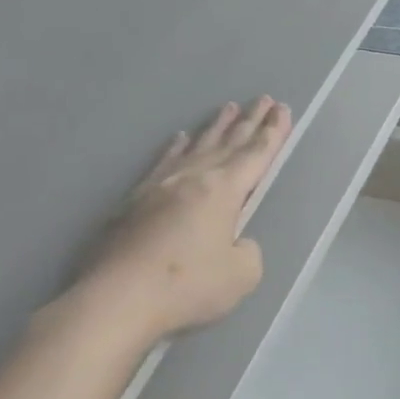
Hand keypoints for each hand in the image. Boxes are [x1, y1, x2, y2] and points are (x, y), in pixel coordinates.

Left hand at [64, 97, 291, 348]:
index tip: (282, 110)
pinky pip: (163, 162)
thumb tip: (234, 241)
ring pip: (195, 148)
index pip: (255, 155)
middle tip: (263, 99)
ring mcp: (159, 187)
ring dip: (215, 128)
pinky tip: (179, 139)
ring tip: (227, 108)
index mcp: (223, 191)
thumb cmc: (187, 286)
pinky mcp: (134, 201)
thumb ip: (247, 251)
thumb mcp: (241, 274)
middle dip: (249, 121)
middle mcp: (192, 179)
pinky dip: (176, 149)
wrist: (117, 300)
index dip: (272, 133)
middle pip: (228, 143)